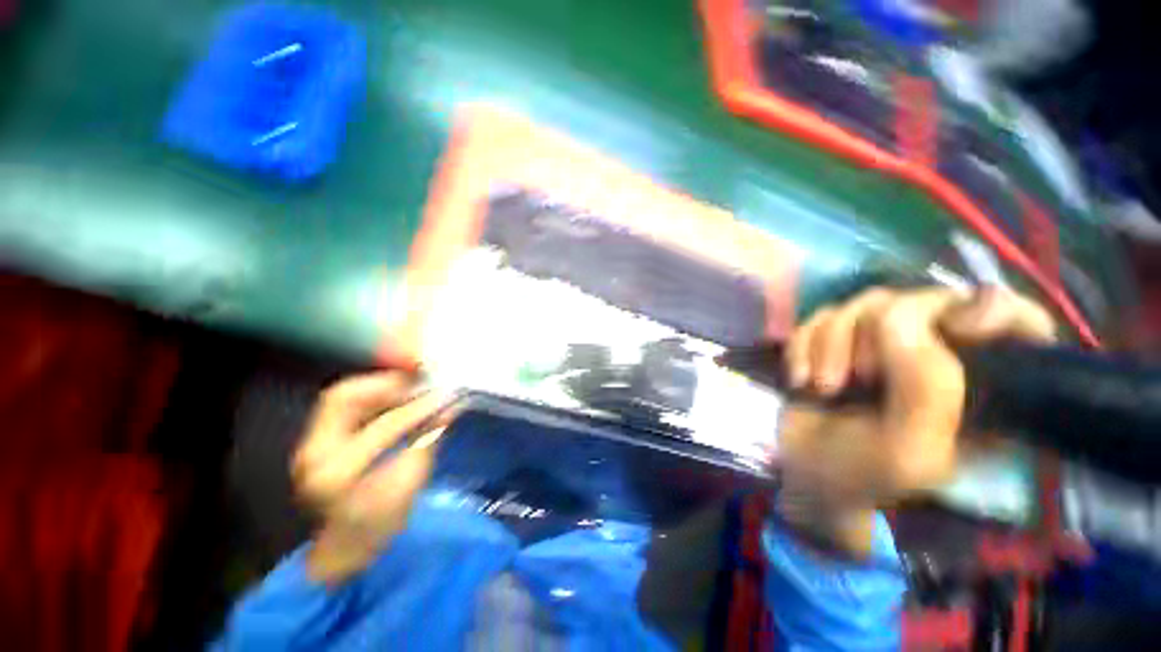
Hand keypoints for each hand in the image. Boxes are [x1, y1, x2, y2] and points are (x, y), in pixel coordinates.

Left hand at [292, 371, 457, 582]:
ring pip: (342, 395)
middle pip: (345, 397)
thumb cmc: (380, 525)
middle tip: (422, 380)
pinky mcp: (316, 438)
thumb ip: (428, 439)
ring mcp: (309, 445)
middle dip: (388, 382)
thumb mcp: (411, 484)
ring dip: (380, 384)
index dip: (419, 407)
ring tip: (411, 384)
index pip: (384, 427)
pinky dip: (372, 393)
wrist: (343, 549)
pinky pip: (344, 403)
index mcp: (337, 476)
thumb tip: (450, 405)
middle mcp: (314, 454)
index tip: (444, 396)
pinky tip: (395, 395)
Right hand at [778, 286, 1056, 556]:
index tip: (958, 330)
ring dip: (829, 344)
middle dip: (874, 337)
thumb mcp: (909, 449)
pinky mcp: (836, 339)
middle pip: (919, 300)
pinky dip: (803, 346)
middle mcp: (936, 351)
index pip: (1013, 318)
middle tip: (856, 379)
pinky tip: (800, 378)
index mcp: (979, 383)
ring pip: (863, 304)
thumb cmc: (866, 474)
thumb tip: (898, 317)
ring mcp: (881, 341)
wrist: (805, 473)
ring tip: (822, 387)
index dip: (991, 310)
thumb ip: (927, 389)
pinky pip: (820, 316)